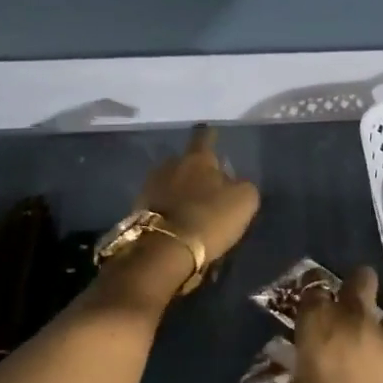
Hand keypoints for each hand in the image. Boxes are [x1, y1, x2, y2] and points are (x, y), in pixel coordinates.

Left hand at [136, 125, 259, 265]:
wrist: (165, 249)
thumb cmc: (209, 218)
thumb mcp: (244, 201)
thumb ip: (242, 186)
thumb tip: (234, 183)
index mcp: (198, 158)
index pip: (205, 138)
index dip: (210, 135)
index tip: (211, 133)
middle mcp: (171, 164)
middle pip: (185, 161)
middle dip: (194, 170)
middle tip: (206, 184)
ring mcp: (151, 185)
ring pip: (170, 181)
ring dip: (180, 190)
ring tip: (191, 206)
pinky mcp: (138, 208)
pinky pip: (159, 202)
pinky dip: (169, 208)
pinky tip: (177, 221)